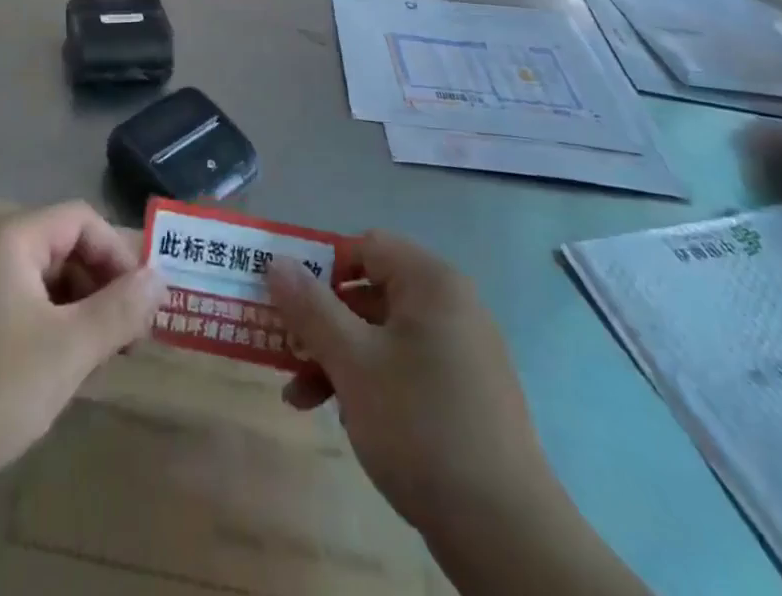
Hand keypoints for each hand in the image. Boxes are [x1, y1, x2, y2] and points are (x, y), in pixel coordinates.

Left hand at [0, 203, 164, 492]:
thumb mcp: (69, 349)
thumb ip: (121, 309)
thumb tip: (159, 278)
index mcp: (9, 238)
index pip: (81, 220)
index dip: (117, 255)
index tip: (139, 304)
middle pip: (59, 245)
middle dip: (98, 285)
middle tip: (122, 336)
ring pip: (37, 276)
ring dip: (73, 307)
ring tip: (92, 357)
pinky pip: (12, 300)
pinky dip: (42, 321)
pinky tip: (50, 366)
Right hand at [267, 233, 552, 544]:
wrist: (505, 534)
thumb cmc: (421, 426)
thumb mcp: (352, 362)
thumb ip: (310, 308)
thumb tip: (276, 262)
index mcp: (431, 283)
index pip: (366, 246)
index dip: (322, 266)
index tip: (289, 301)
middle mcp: (450, 305)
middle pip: (371, 293)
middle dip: (322, 322)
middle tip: (286, 350)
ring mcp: (461, 351)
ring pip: (382, 335)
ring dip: (338, 358)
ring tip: (300, 396)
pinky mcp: (464, 393)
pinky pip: (404, 367)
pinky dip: (369, 382)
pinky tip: (341, 417)